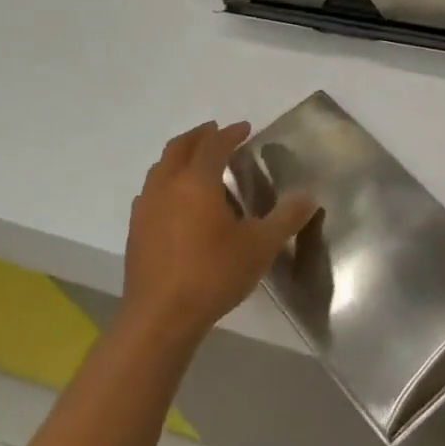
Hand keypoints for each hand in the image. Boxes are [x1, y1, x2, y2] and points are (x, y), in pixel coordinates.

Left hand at [123, 121, 314, 344]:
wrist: (160, 317)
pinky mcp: (135, 230)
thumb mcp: (260, 246)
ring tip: (197, 163)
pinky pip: (151, 191)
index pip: (213, 145)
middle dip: (200, 136)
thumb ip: (286, 218)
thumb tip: (309, 197)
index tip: (245, 128)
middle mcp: (167, 186)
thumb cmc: (213, 274)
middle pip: (179, 147)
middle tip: (217, 133)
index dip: (230, 133)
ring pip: (160, 167)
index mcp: (196, 182)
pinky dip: (166, 181)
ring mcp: (146, 208)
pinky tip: (176, 201)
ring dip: (180, 156)